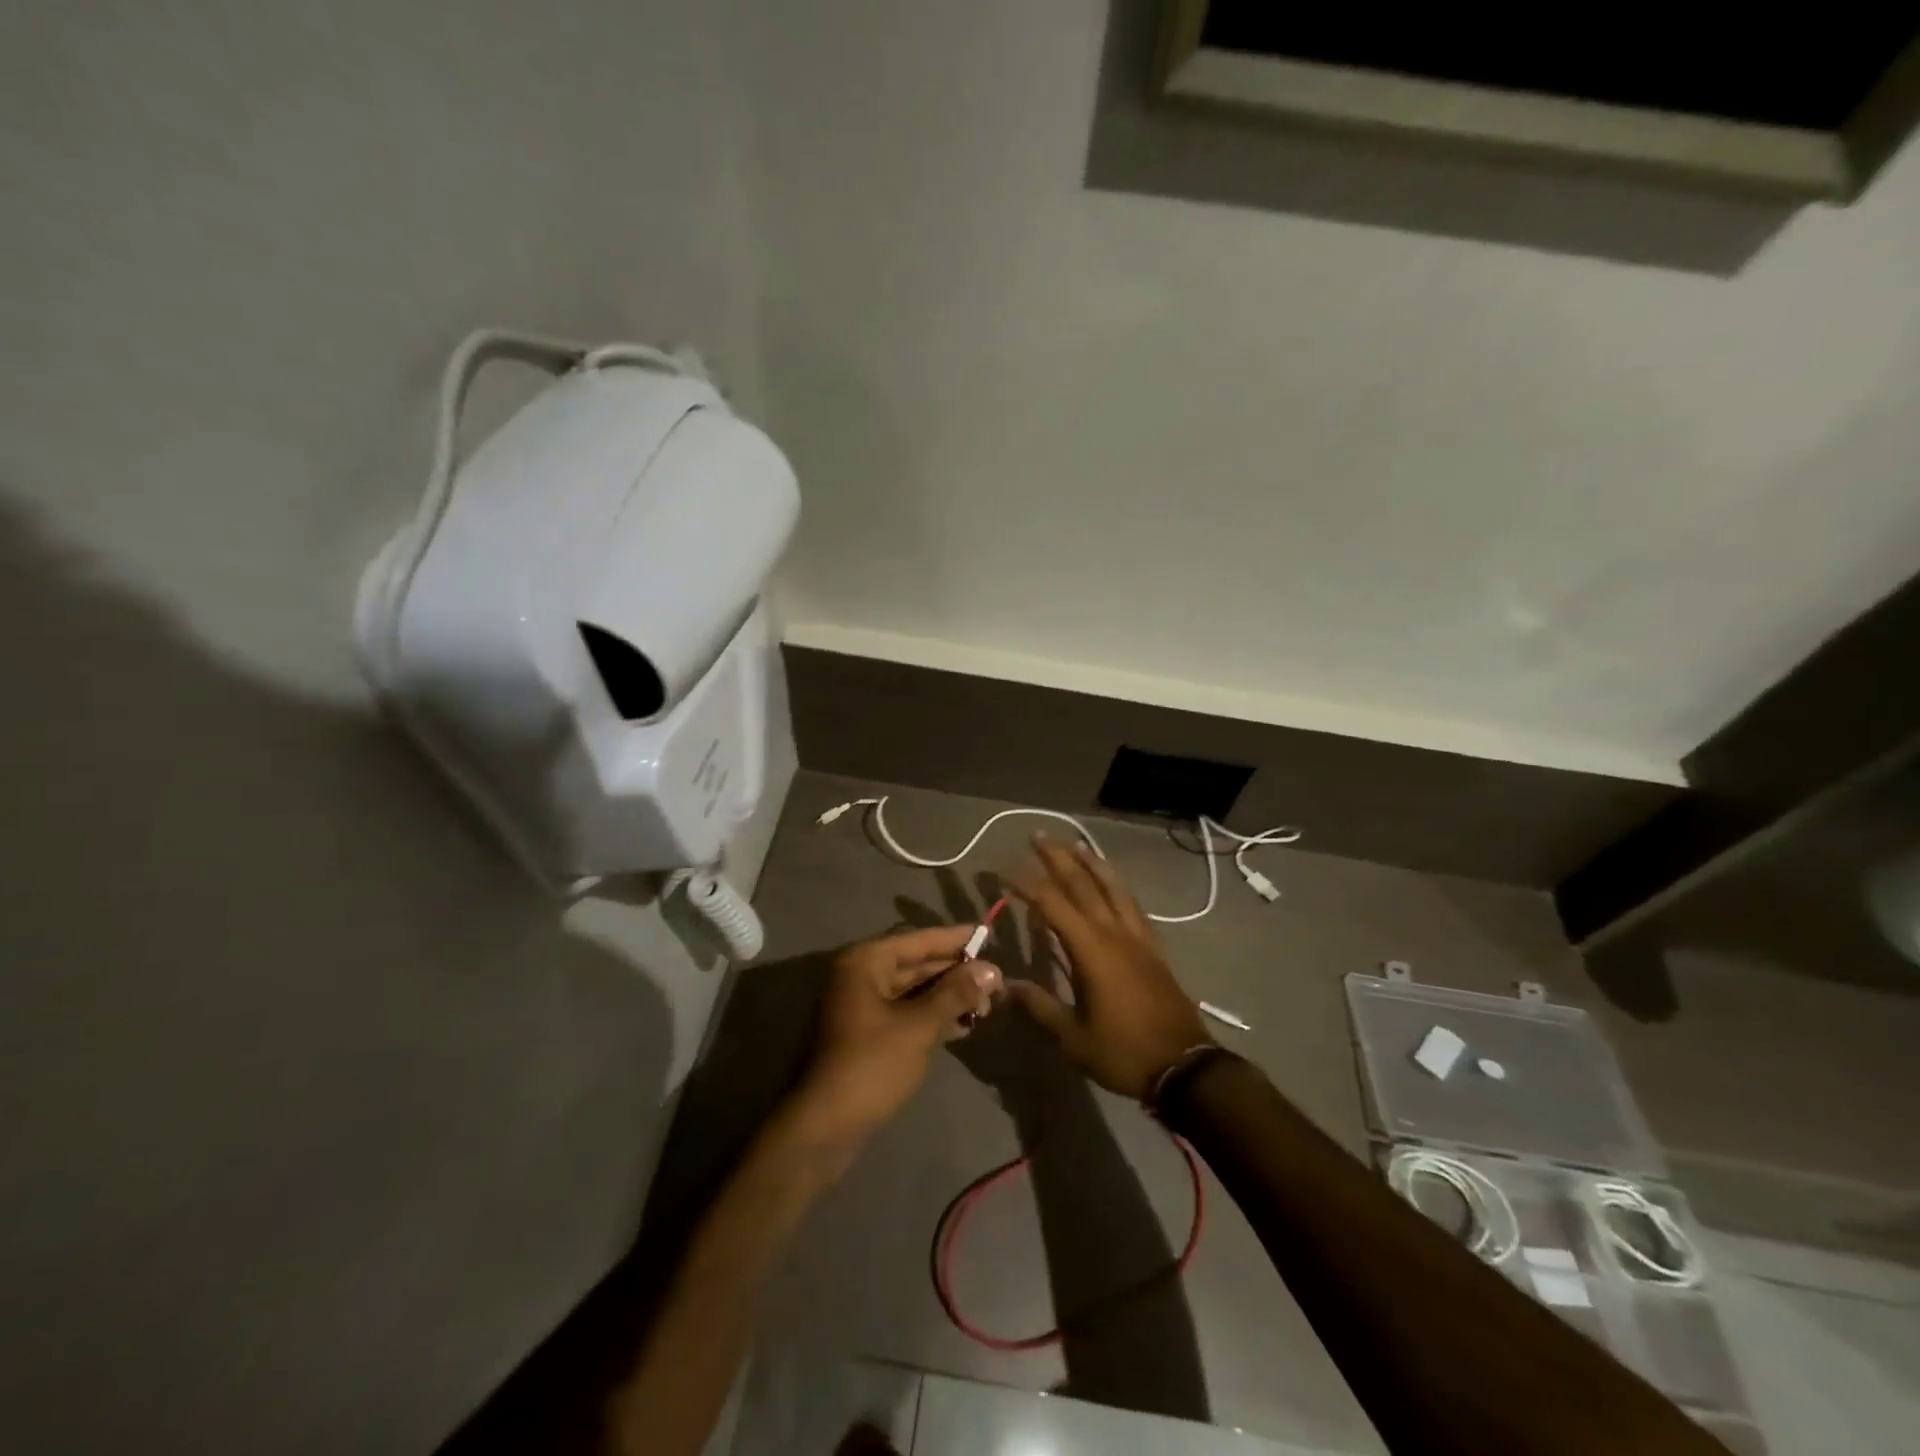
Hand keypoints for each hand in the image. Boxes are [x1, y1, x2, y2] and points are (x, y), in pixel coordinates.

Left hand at [793, 925, 1001, 1144]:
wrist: (827, 1126)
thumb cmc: (872, 1065)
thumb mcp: (919, 1026)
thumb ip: (955, 994)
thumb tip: (991, 970)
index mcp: (866, 962)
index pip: (918, 940)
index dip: (955, 938)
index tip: (987, 933)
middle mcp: (861, 975)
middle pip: (917, 964)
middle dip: (956, 973)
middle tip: (996, 981)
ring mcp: (863, 1005)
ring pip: (914, 990)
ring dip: (948, 997)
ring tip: (986, 1007)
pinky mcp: (868, 1032)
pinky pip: (907, 1011)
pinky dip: (933, 1015)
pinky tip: (963, 1026)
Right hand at [1004, 836, 1210, 1099]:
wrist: (1185, 1067)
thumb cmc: (1124, 1052)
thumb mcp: (1073, 1038)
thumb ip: (1039, 1006)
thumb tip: (1004, 984)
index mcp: (1092, 950)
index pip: (1053, 904)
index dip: (1027, 883)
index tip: (1004, 869)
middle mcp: (1115, 933)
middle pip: (1083, 885)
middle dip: (1058, 858)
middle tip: (1038, 837)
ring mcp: (1138, 938)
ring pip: (1113, 888)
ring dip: (1092, 863)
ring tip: (1075, 845)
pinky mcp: (1154, 948)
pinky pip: (1132, 905)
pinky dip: (1117, 887)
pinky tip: (1112, 885)